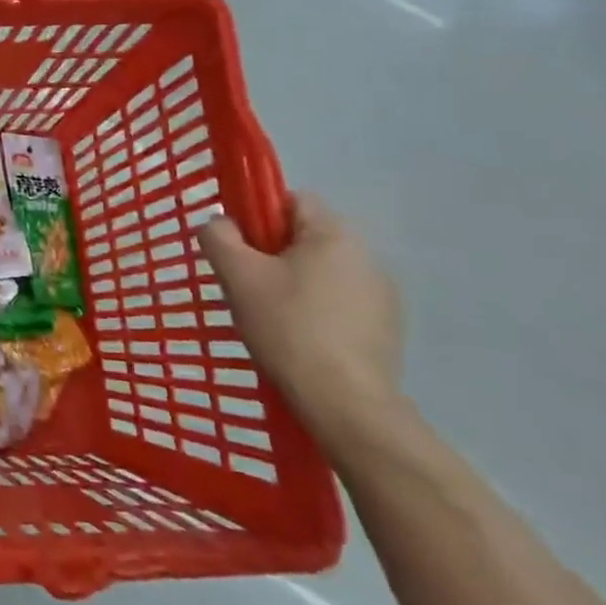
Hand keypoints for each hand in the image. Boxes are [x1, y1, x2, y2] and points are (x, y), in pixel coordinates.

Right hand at [196, 192, 407, 453]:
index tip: (237, 247)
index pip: (291, 200)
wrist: (346, 404)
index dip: (257, 215)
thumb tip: (219, 223)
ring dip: (294, 284)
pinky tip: (298, 340)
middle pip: (305, 237)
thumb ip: (219, 236)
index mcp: (334, 235)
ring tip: (269, 318)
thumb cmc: (288, 328)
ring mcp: (382, 295)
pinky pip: (339, 303)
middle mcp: (367, 256)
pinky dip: (316, 312)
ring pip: (321, 272)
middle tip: (245, 286)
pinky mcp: (386, 329)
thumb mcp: (237, 276)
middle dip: (271, 254)